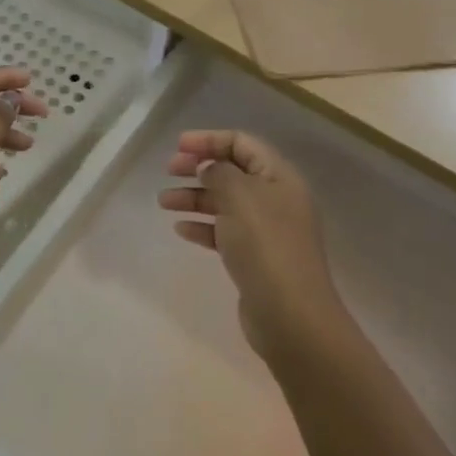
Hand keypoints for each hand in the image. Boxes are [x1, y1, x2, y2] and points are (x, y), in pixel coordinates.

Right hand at [159, 130, 342, 365]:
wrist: (291, 316)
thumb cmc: (265, 245)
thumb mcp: (239, 195)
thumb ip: (219, 173)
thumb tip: (209, 169)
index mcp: (279, 177)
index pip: (242, 143)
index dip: (209, 140)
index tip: (178, 147)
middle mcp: (276, 199)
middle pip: (232, 171)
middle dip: (198, 167)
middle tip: (169, 170)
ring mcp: (267, 230)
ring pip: (225, 202)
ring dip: (193, 197)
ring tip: (164, 202)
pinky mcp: (256, 258)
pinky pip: (224, 231)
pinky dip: (202, 226)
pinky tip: (181, 229)